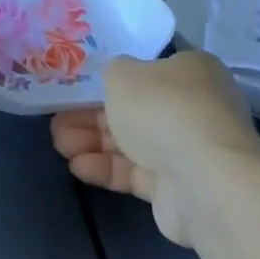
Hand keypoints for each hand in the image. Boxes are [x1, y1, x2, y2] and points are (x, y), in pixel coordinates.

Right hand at [51, 50, 259, 244]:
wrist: (202, 179)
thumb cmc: (162, 108)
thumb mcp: (122, 73)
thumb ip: (112, 72)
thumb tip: (116, 80)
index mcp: (191, 71)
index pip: (148, 70)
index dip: (111, 79)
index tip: (78, 88)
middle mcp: (194, 107)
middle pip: (134, 109)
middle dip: (91, 115)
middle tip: (58, 120)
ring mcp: (188, 149)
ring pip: (131, 142)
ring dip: (92, 142)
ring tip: (59, 145)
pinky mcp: (176, 187)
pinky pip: (135, 172)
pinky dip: (106, 168)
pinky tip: (76, 166)